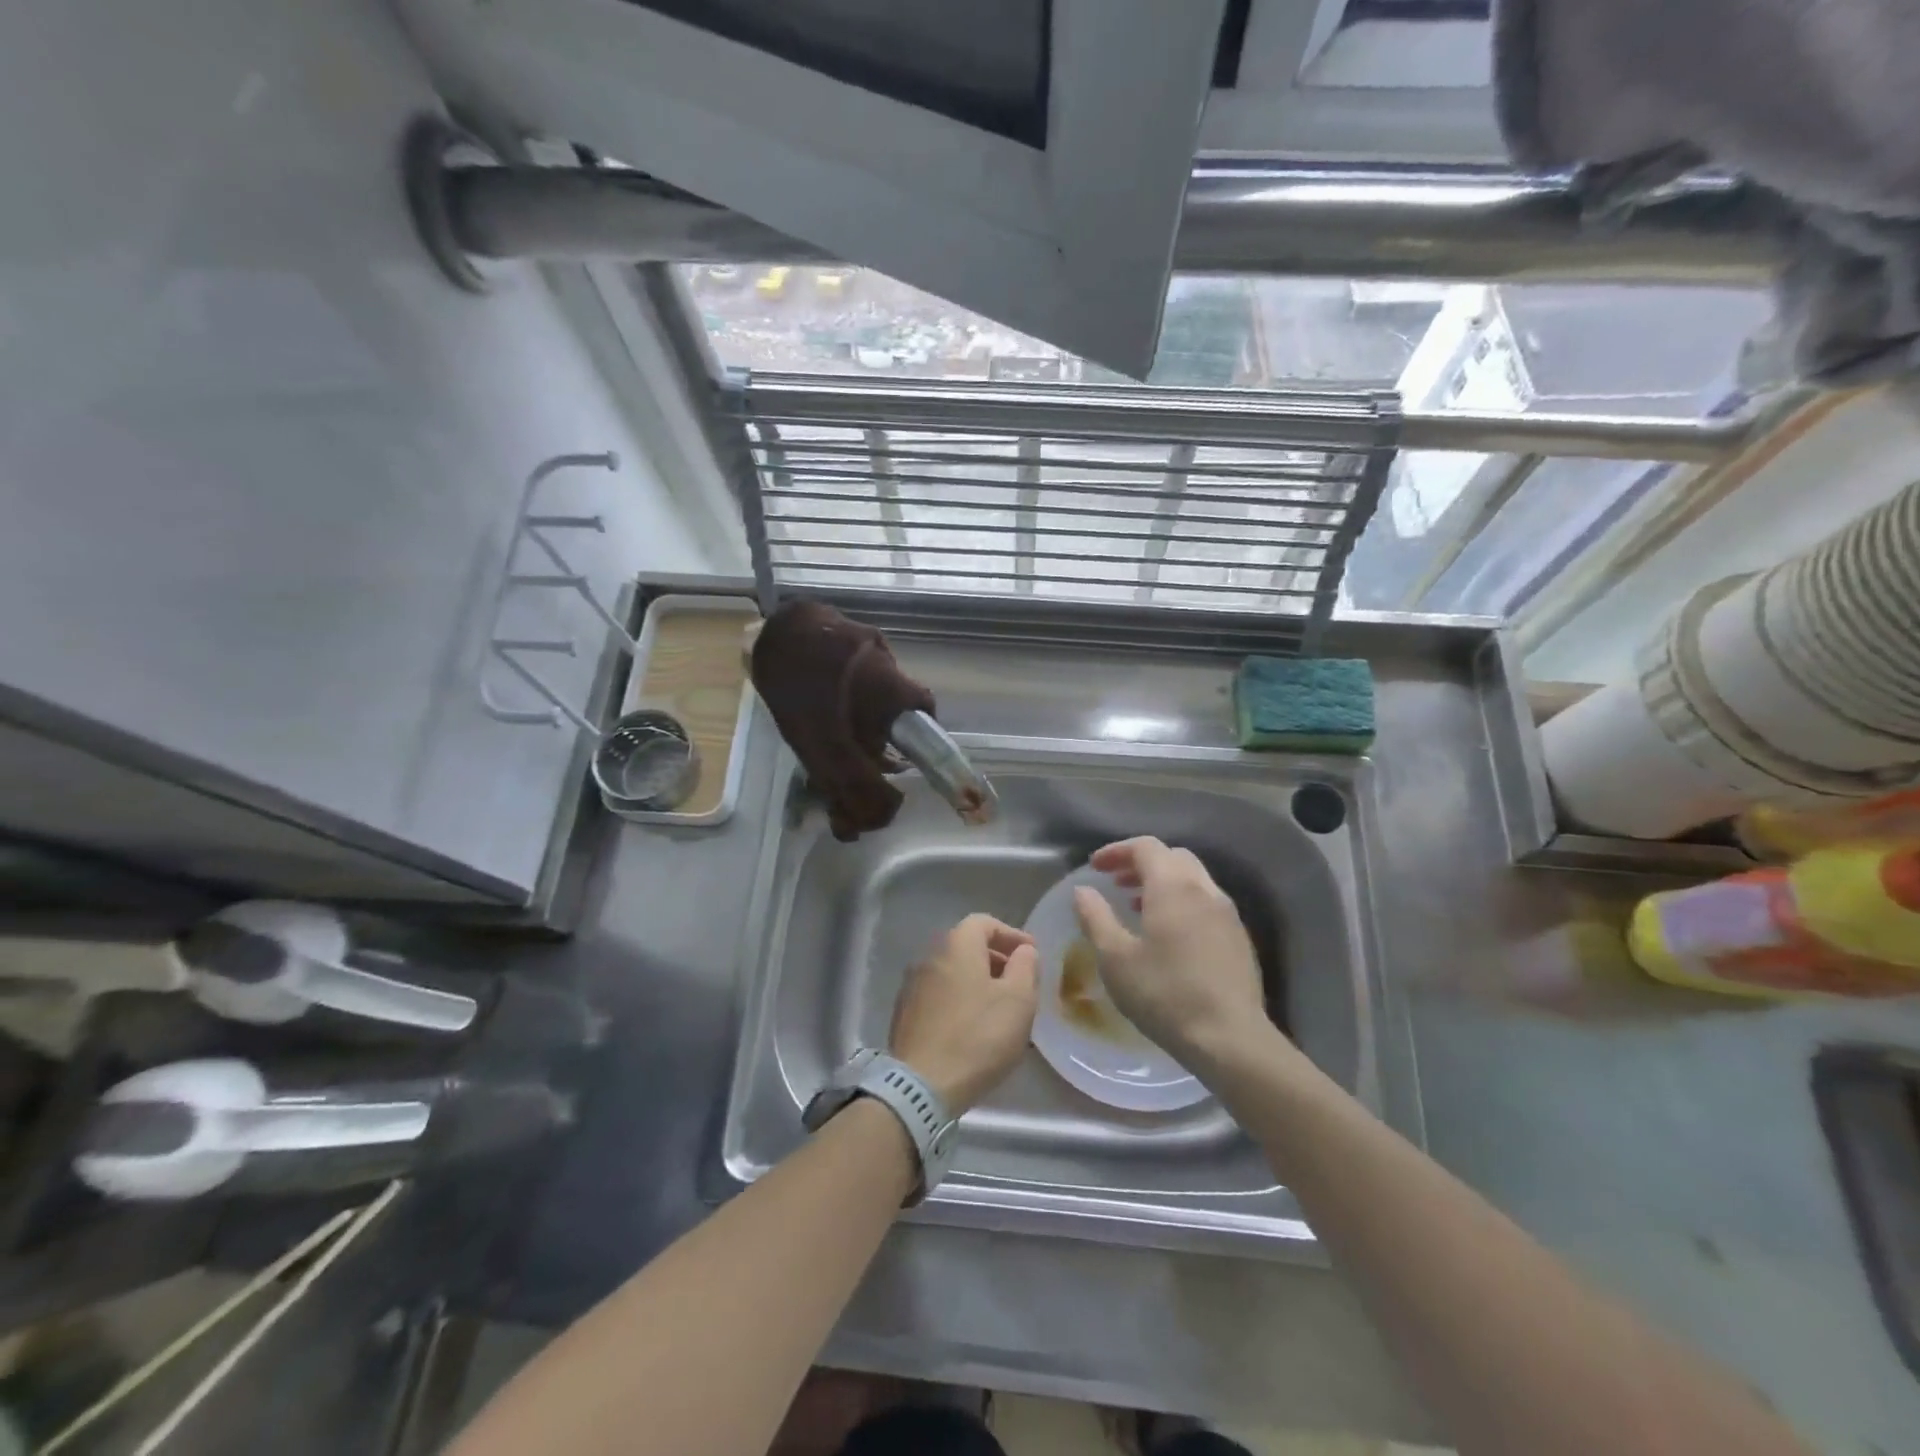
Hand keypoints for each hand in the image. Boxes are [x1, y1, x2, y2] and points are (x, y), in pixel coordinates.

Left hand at [889, 914, 1038, 1114]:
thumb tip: (1023, 950)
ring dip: (978, 982)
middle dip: (996, 959)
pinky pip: (940, 995)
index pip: (984, 922)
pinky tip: (975, 1028)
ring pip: (953, 972)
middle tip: (1020, 982)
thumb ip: (1025, 966)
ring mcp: (913, 986)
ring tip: (1000, 1008)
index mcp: (956, 945)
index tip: (1031, 955)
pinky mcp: (905, 1014)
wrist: (922, 1084)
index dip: (1011, 934)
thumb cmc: (978, 1036)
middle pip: (967, 946)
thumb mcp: (1018, 999)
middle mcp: (929, 956)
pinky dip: (961, 1000)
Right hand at [1071, 838, 1276, 1073]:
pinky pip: (1206, 902)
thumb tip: (1083, 891)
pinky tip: (1169, 934)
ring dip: (1163, 882)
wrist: (1230, 1039)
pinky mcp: (1239, 938)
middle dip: (1141, 863)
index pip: (1145, 847)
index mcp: (1173, 886)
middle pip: (1172, 857)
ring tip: (1137, 906)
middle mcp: (1204, 890)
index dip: (1116, 851)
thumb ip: (1095, 918)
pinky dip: (1182, 902)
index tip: (1094, 867)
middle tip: (1115, 883)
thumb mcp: (1115, 958)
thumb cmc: (1165, 994)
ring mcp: (1227, 913)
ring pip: (1193, 879)